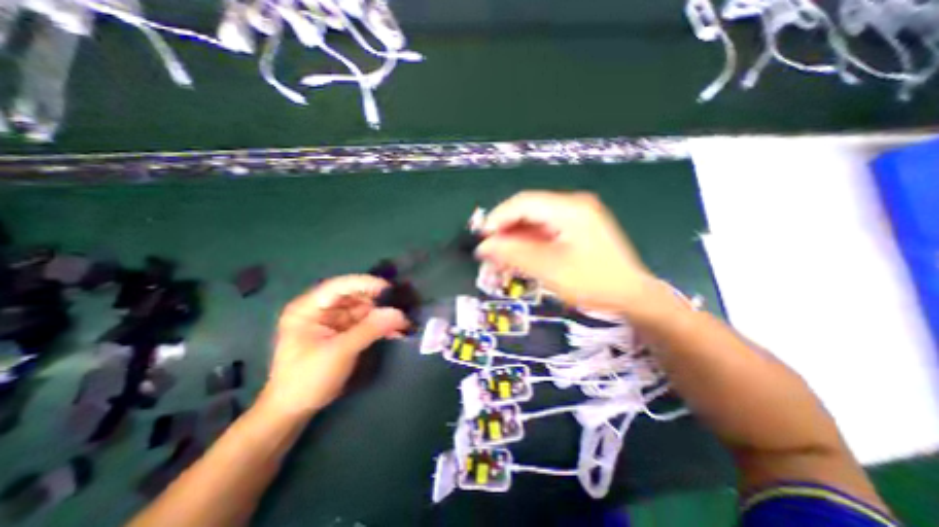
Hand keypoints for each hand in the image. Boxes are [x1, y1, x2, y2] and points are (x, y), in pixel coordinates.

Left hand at [265, 276, 410, 419]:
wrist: (294, 411)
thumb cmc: (307, 379)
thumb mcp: (339, 352)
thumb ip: (369, 330)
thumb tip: (399, 313)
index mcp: (308, 308)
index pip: (339, 286)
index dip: (364, 284)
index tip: (389, 289)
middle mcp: (321, 309)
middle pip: (354, 296)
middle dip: (377, 301)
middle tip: (400, 307)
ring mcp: (332, 320)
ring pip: (363, 309)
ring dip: (382, 315)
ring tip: (402, 322)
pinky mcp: (343, 332)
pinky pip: (365, 322)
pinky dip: (380, 326)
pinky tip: (396, 331)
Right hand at [478, 191, 658, 316]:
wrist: (631, 297)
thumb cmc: (593, 283)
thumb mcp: (549, 269)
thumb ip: (514, 254)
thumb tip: (484, 246)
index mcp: (570, 209)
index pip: (523, 203)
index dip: (498, 218)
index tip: (481, 238)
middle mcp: (573, 206)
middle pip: (528, 211)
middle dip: (506, 231)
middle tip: (490, 253)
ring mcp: (576, 216)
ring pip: (534, 222)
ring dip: (515, 239)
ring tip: (501, 259)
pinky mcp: (576, 229)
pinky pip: (544, 231)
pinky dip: (529, 243)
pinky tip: (518, 257)